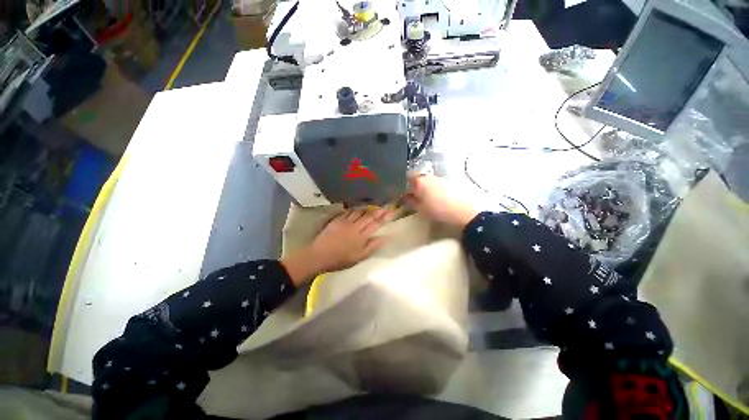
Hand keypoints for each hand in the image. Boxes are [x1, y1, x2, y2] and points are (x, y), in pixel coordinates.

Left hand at [281, 208, 390, 284]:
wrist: (319, 255)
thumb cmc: (341, 259)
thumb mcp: (359, 257)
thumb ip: (373, 246)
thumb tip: (386, 238)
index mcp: (362, 236)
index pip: (375, 224)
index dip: (384, 217)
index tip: (391, 211)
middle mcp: (355, 226)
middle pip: (369, 216)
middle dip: (378, 210)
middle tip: (385, 205)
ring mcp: (345, 222)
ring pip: (359, 212)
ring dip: (367, 208)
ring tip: (374, 205)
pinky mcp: (337, 220)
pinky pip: (348, 212)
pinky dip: (354, 209)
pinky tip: (357, 208)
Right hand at [406, 174, 479, 227]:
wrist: (464, 210)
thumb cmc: (438, 210)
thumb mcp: (420, 209)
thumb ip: (411, 202)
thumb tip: (405, 198)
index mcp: (419, 181)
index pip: (406, 180)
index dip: (404, 187)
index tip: (404, 196)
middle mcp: (428, 176)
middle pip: (417, 179)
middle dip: (414, 187)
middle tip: (414, 197)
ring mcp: (440, 178)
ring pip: (427, 181)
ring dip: (424, 187)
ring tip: (426, 199)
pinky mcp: (449, 181)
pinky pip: (436, 183)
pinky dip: (434, 189)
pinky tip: (436, 198)